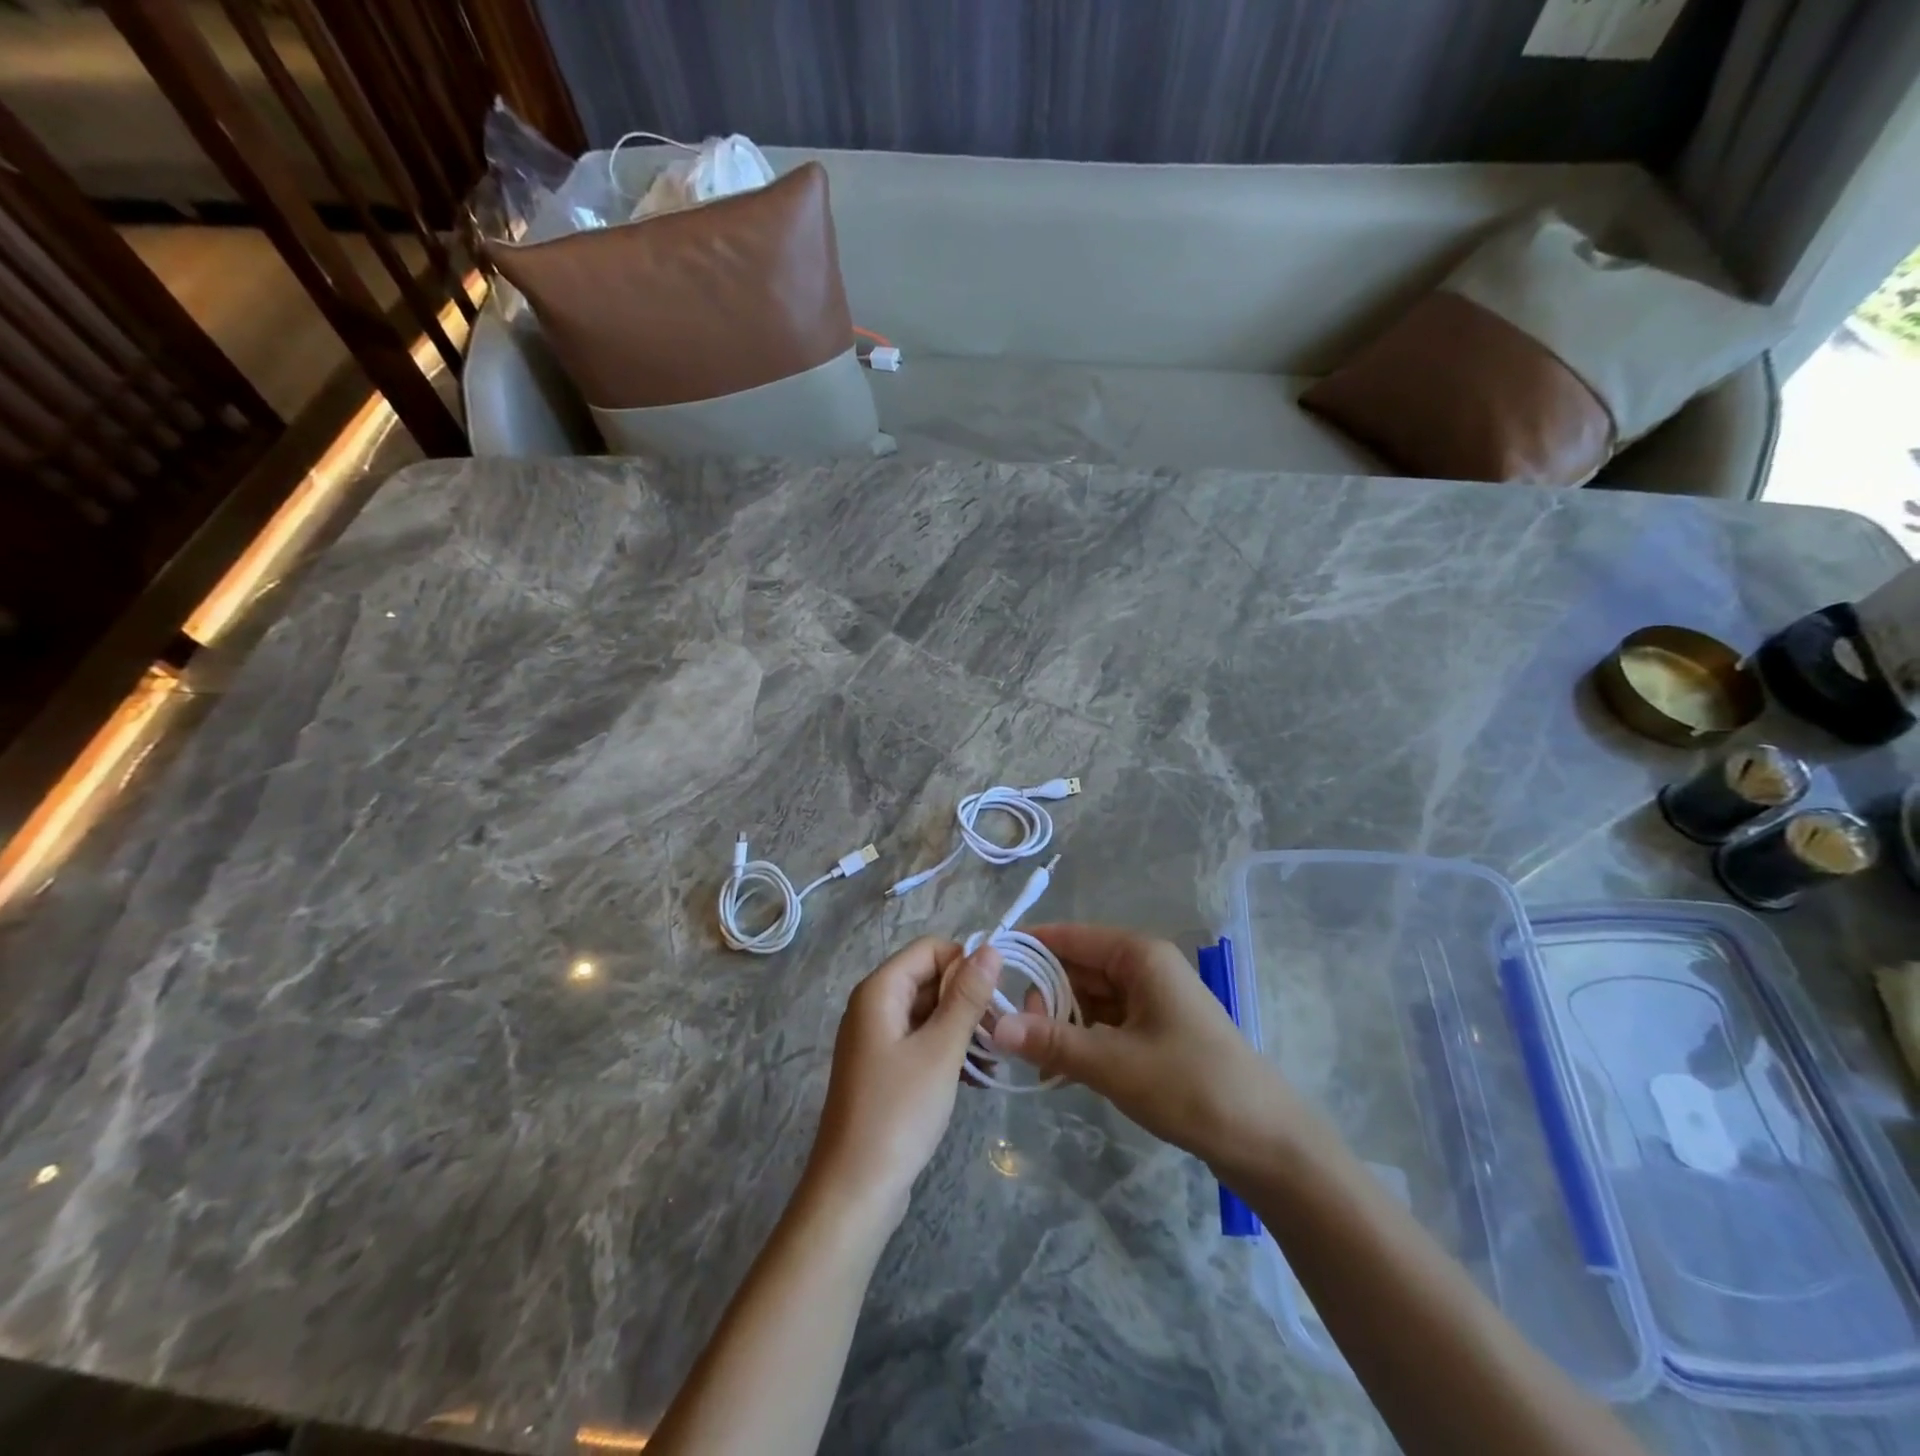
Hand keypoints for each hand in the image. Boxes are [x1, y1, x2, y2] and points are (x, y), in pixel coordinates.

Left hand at [805, 936, 1000, 1227]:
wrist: (855, 1190)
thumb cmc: (898, 1112)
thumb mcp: (940, 1050)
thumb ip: (967, 997)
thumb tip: (990, 948)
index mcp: (879, 990)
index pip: (930, 948)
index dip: (965, 964)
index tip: (995, 998)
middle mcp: (873, 1005)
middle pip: (929, 978)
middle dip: (966, 999)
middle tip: (1000, 1032)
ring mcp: (876, 1038)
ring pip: (928, 1011)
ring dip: (961, 1028)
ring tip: (993, 1057)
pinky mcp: (883, 1068)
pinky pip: (921, 1040)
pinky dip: (947, 1050)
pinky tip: (976, 1077)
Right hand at [990, 923, 1298, 1169]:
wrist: (1265, 1140)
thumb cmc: (1190, 1085)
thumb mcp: (1112, 1063)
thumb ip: (1051, 1041)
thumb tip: (993, 1026)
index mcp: (1137, 955)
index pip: (1068, 936)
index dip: (1026, 948)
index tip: (984, 969)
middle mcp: (1143, 967)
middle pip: (1076, 968)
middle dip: (1039, 995)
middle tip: (1005, 1029)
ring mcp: (1151, 999)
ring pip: (1088, 998)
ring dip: (1058, 1022)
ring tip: (1025, 1053)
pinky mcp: (1155, 1030)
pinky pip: (1104, 1023)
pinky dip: (1079, 1041)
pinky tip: (1055, 1070)